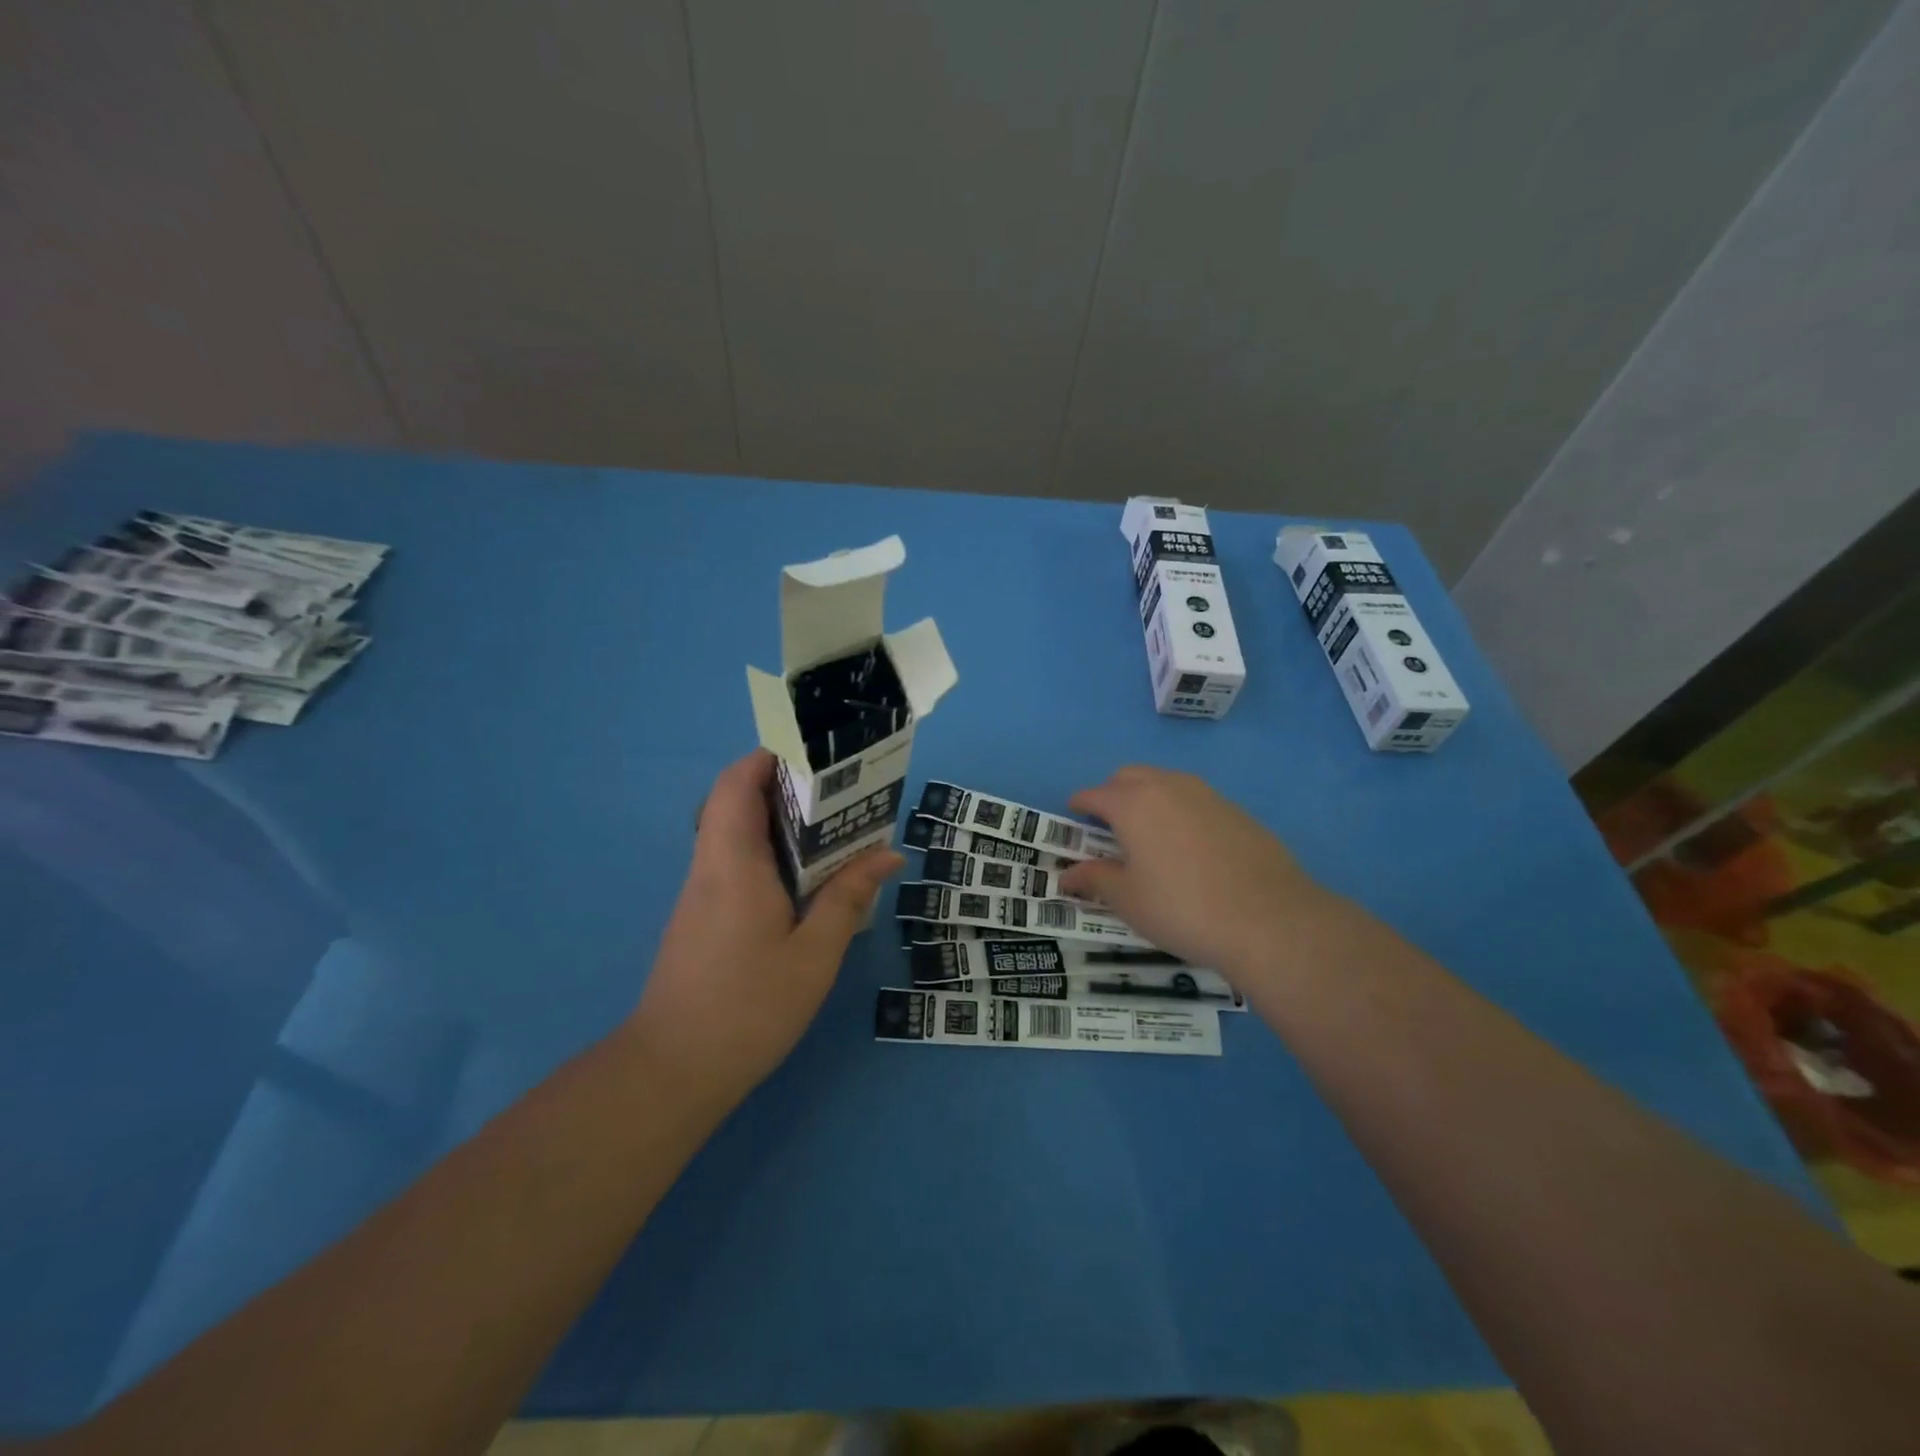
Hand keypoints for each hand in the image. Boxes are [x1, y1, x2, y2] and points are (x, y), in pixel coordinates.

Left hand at [630, 749, 902, 1112]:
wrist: (674, 1070)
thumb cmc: (749, 1008)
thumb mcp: (814, 955)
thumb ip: (848, 898)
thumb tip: (887, 854)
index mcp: (733, 864)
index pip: (736, 785)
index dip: (767, 757)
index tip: (812, 753)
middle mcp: (710, 868)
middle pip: (734, 801)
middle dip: (782, 784)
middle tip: (837, 788)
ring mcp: (701, 893)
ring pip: (733, 833)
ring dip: (776, 819)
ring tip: (832, 825)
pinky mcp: (702, 917)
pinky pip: (734, 862)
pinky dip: (768, 851)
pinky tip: (805, 877)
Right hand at [1058, 766, 1330, 977]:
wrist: (1269, 920)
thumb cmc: (1182, 908)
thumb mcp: (1128, 900)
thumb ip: (1095, 879)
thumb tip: (1067, 875)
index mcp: (1133, 804)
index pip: (1094, 794)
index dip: (1079, 806)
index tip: (1073, 819)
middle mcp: (1168, 787)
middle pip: (1130, 777)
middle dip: (1113, 794)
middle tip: (1109, 828)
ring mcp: (1207, 795)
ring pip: (1166, 783)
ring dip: (1148, 799)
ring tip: (1149, 836)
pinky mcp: (1237, 812)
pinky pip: (1196, 801)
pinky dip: (1181, 813)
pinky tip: (1190, 849)